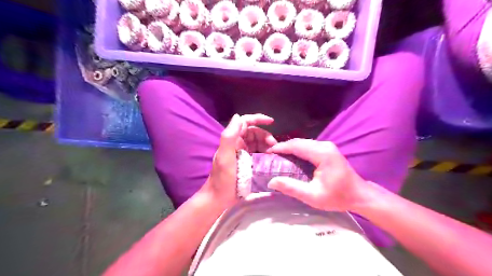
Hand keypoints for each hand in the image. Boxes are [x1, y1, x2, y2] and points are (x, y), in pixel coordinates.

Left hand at [203, 113, 275, 207]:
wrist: (220, 198)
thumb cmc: (222, 178)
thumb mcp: (224, 157)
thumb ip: (229, 136)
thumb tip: (238, 116)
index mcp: (233, 140)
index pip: (245, 122)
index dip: (258, 119)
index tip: (272, 122)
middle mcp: (238, 144)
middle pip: (255, 133)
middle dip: (266, 136)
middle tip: (275, 147)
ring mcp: (244, 154)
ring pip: (259, 143)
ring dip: (268, 145)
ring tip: (275, 154)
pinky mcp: (248, 163)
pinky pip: (260, 153)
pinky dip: (267, 154)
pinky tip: (272, 159)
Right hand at [266, 139, 372, 211]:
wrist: (359, 195)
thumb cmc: (338, 197)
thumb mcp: (313, 196)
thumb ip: (291, 188)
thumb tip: (272, 182)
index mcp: (322, 154)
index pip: (296, 145)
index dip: (280, 148)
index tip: (267, 153)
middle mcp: (325, 146)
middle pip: (299, 142)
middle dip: (283, 147)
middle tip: (270, 157)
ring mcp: (327, 146)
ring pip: (303, 143)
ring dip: (290, 148)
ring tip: (278, 157)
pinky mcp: (328, 150)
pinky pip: (308, 146)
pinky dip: (297, 150)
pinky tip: (291, 158)